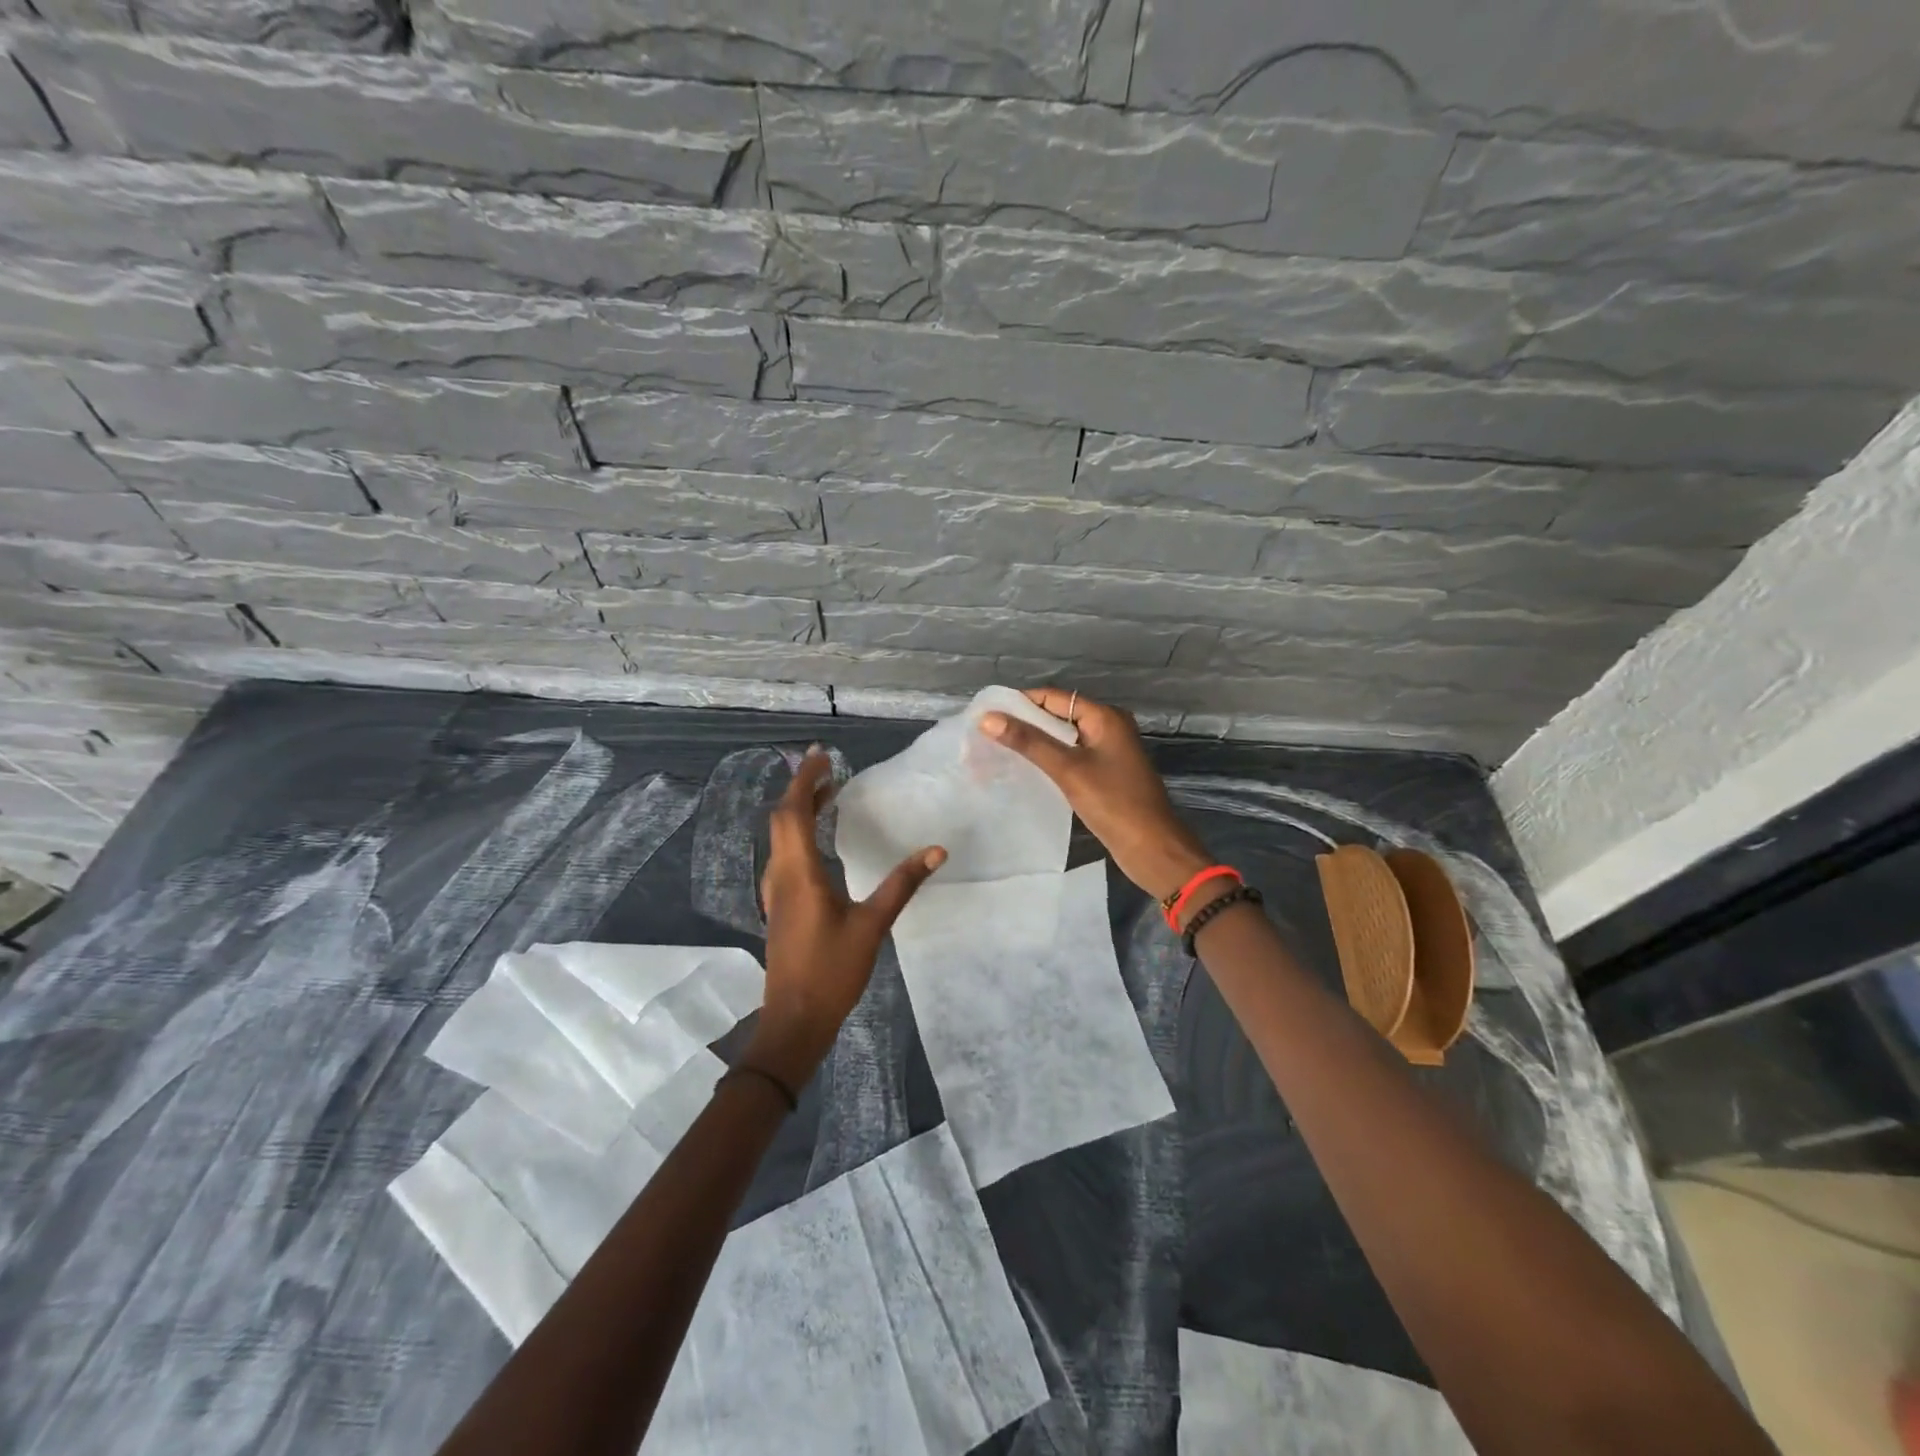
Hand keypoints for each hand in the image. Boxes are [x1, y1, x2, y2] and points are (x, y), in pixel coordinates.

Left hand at [748, 749, 945, 1088]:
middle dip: (801, 789)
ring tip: (827, 796)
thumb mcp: (872, 925)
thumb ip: (902, 884)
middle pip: (782, 819)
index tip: (821, 755)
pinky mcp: (780, 907)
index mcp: (800, 872)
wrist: (794, 1020)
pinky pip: (785, 855)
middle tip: (827, 768)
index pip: (794, 811)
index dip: (805, 779)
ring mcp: (776, 892)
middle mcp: (781, 875)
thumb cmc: (832, 972)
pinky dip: (798, 834)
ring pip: (780, 838)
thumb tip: (936, 850)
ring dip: (799, 811)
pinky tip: (820, 843)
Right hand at [980, 688, 1210, 900]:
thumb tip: (988, 718)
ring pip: (1063, 738)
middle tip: (986, 733)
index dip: (1020, 702)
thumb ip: (1029, 742)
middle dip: (1024, 723)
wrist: (1152, 848)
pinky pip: (1071, 757)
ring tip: (998, 750)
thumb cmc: (1113, 803)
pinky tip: (1026, 770)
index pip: (1054, 697)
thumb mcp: (1068, 769)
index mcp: (1105, 717)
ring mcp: (1108, 752)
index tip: (987, 713)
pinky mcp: (1105, 774)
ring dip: (1035, 743)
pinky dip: (1049, 760)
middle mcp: (1108, 727)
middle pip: (1058, 716)